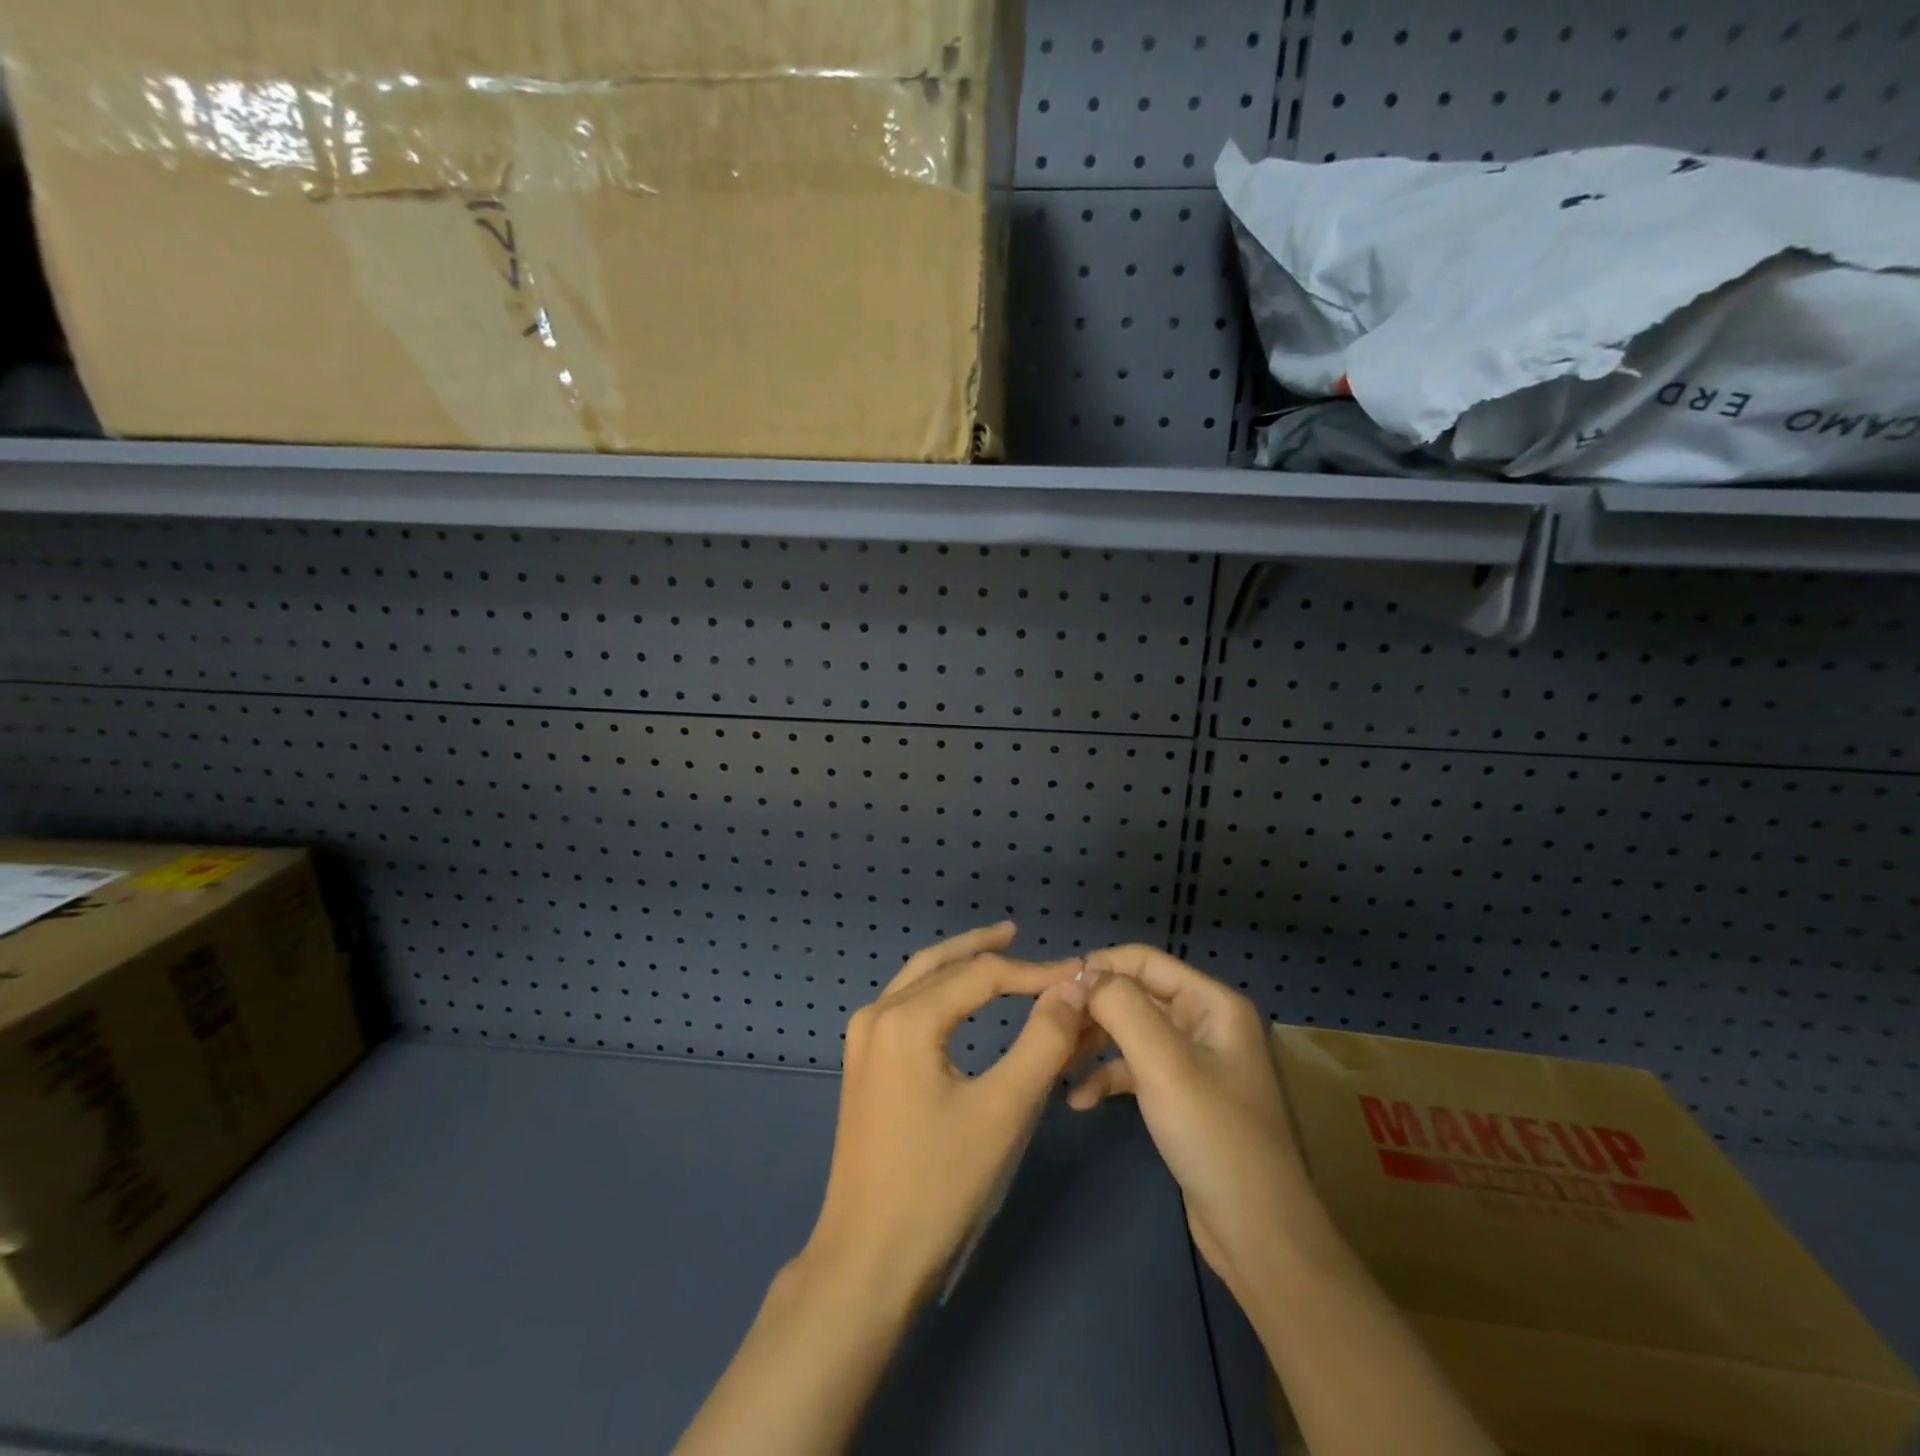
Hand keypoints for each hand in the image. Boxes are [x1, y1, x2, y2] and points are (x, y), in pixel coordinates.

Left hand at [801, 923, 1089, 1309]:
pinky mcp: (862, 1064)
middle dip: (983, 948)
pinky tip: (959, 999)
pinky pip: (905, 1005)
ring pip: (916, 979)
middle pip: (939, 963)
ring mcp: (862, 1039)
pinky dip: (938, 990)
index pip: (981, 975)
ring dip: (957, 964)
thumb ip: (1044, 1041)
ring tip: (995, 952)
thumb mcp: (1004, 1111)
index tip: (1078, 977)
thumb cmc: (939, 1186)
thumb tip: (1073, 988)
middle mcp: (876, 1015)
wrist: (866, 1261)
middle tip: (1020, 934)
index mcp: (906, 1019)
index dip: (1034, 973)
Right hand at [1067, 945, 1306, 1290]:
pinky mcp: (1182, 1097)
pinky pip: (1136, 1070)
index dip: (1099, 967)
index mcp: (1212, 1004)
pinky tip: (1078, 1100)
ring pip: (1131, 1033)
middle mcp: (1204, 1023)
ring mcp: (1194, 1062)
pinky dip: (1107, 1078)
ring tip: (1055, 1062)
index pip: (1144, 961)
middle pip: (1135, 996)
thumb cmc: (1214, 1137)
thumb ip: (1121, 1008)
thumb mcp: (1163, 1064)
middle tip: (1050, 1029)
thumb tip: (1083, 975)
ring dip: (1093, 1045)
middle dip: (1092, 1010)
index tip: (1054, 988)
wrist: (1260, 1238)